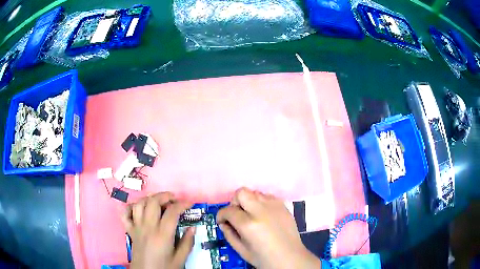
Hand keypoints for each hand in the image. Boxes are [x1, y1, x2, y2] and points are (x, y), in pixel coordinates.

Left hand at [122, 192, 195, 268]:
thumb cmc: (164, 267)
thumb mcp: (180, 259)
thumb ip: (187, 243)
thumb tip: (193, 228)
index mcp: (162, 235)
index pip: (172, 212)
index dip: (182, 204)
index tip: (190, 203)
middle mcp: (148, 227)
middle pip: (153, 202)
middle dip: (164, 196)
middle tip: (174, 198)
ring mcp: (136, 227)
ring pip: (139, 204)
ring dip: (149, 199)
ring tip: (158, 201)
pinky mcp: (130, 230)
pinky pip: (125, 213)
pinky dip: (131, 207)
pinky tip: (139, 208)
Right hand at [217, 188, 320, 268]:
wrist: (290, 258)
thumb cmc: (264, 258)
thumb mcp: (241, 251)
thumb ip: (229, 235)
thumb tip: (223, 223)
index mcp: (249, 225)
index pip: (228, 210)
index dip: (221, 215)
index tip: (222, 221)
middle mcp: (261, 211)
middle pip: (241, 193)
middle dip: (234, 202)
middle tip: (237, 215)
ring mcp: (274, 206)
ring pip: (255, 192)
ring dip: (249, 201)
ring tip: (251, 215)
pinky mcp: (284, 206)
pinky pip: (268, 196)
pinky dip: (262, 202)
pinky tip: (264, 215)